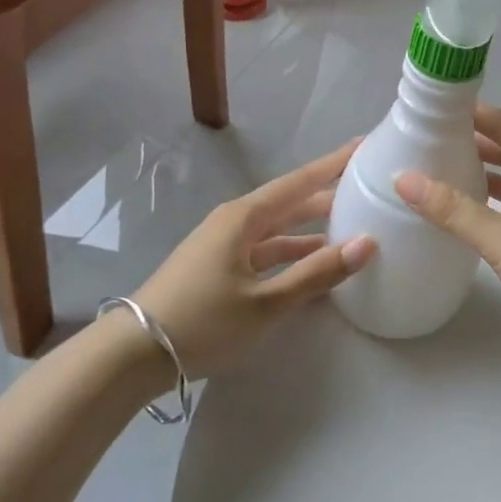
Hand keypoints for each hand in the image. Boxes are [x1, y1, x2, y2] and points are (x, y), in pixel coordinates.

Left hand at [133, 141, 374, 379]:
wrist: (132, 355)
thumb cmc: (203, 321)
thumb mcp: (266, 303)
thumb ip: (317, 273)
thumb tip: (368, 243)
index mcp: (245, 217)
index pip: (299, 182)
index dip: (332, 164)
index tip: (362, 146)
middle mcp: (234, 222)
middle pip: (289, 202)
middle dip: (326, 195)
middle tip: (364, 187)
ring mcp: (223, 245)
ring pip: (277, 229)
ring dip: (310, 228)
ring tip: (349, 225)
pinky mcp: (217, 268)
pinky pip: (264, 250)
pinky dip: (291, 253)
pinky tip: (312, 264)